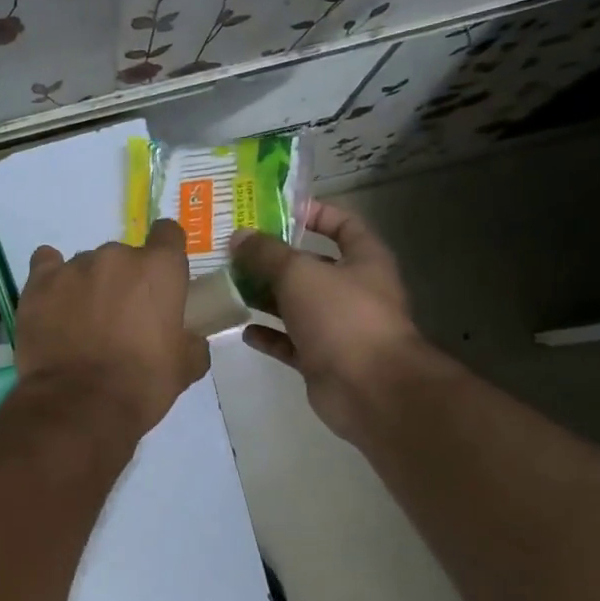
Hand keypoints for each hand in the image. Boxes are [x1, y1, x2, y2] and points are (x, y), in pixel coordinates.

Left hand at [14, 219, 210, 437]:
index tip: (159, 277)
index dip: (165, 252)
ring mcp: (74, 267)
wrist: (80, 404)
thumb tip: (189, 339)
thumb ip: (191, 342)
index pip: (167, 234)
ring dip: (88, 285)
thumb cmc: (141, 385)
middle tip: (118, 317)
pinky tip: (52, 302)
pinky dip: (51, 280)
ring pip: (85, 265)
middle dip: (123, 281)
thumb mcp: (184, 368)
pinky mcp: (39, 283)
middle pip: (123, 256)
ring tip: (81, 322)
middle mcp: (116, 256)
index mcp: (159, 269)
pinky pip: (46, 265)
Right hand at [229, 200, 422, 444]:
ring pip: (297, 306)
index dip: (316, 214)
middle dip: (275, 260)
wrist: (369, 388)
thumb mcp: (299, 274)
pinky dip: (269, 336)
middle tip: (236, 253)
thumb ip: (266, 254)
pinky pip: (290, 342)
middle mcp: (353, 291)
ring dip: (266, 297)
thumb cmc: (342, 317)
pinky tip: (243, 329)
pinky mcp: (322, 359)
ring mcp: (338, 328)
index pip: (344, 225)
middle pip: (311, 267)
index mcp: (363, 261)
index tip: (278, 212)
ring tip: (230, 288)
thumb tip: (239, 237)